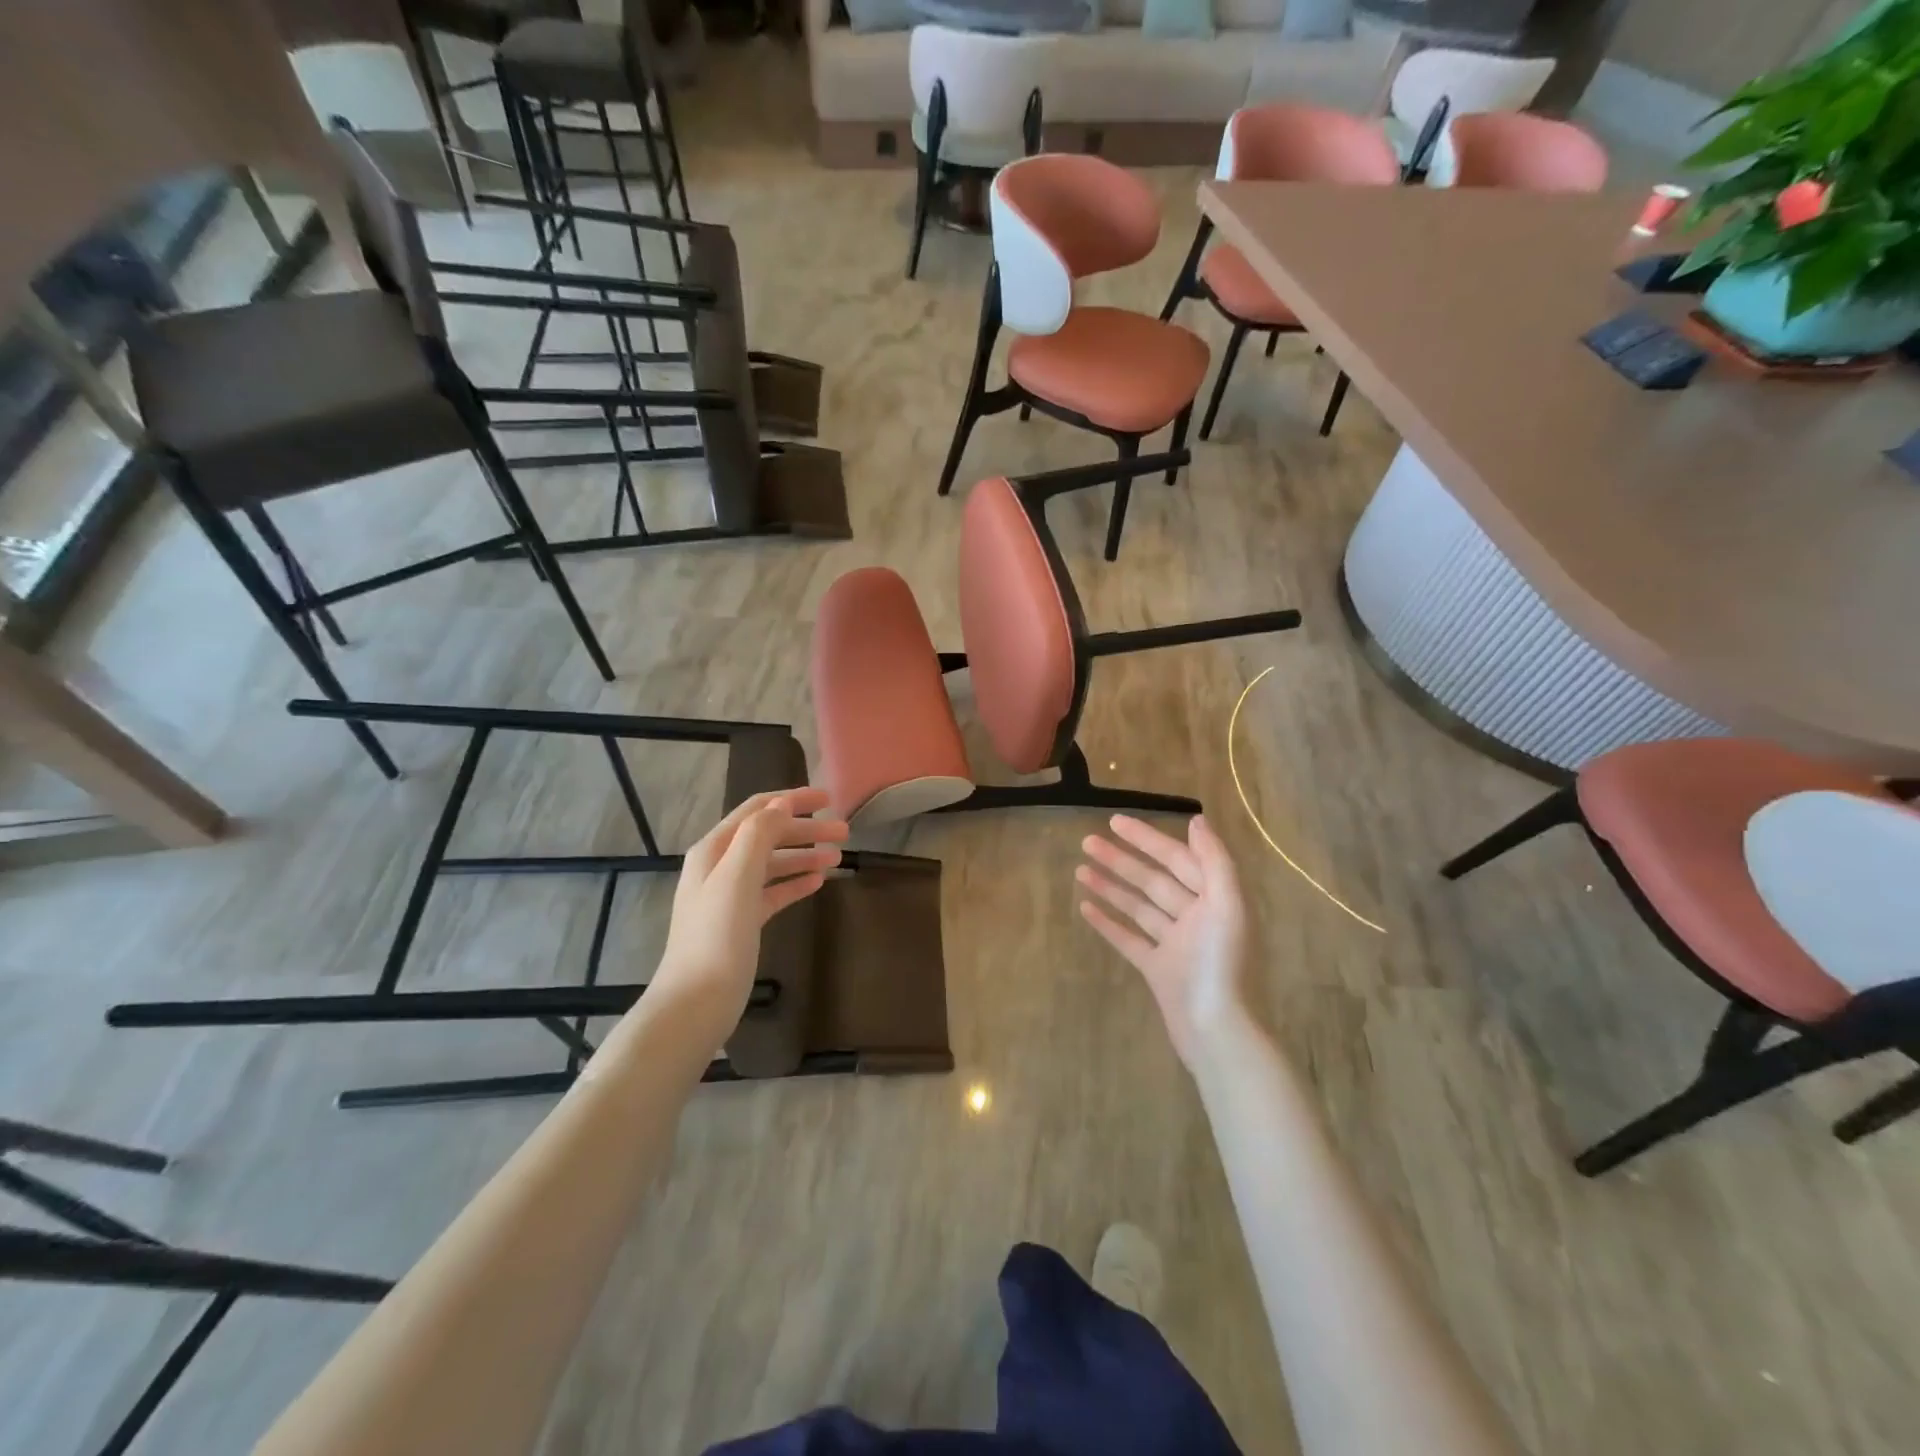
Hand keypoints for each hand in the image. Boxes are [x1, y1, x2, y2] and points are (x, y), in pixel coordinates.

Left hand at [654, 789, 848, 1019]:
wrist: (697, 1002)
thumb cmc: (717, 937)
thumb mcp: (737, 878)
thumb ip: (758, 836)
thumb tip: (781, 805)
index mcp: (714, 849)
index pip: (757, 810)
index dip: (792, 800)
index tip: (829, 799)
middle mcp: (719, 866)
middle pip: (768, 835)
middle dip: (805, 830)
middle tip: (845, 832)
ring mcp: (730, 895)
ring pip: (773, 864)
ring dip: (804, 856)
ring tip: (838, 859)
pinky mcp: (742, 922)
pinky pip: (773, 892)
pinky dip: (795, 883)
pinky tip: (817, 883)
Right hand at [1077, 814, 1250, 1067]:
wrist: (1218, 1034)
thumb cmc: (1222, 966)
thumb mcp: (1228, 907)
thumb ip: (1214, 861)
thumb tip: (1196, 819)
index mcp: (1216, 900)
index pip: (1178, 859)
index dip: (1148, 839)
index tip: (1115, 822)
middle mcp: (1196, 917)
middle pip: (1154, 880)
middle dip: (1122, 859)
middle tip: (1087, 841)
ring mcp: (1175, 945)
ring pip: (1139, 906)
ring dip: (1111, 887)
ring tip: (1080, 869)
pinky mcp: (1158, 970)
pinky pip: (1129, 939)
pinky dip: (1109, 923)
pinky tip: (1085, 908)